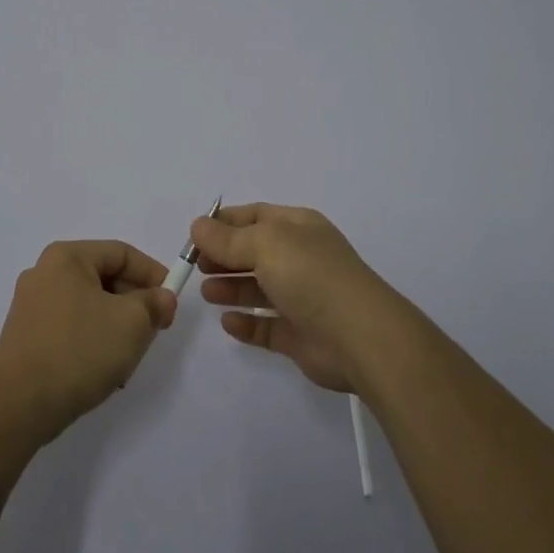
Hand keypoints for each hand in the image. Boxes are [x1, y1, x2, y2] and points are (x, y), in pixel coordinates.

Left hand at [0, 240, 176, 441]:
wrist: (18, 407)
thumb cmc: (79, 351)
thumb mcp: (131, 323)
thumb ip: (154, 304)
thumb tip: (162, 298)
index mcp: (66, 257)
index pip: (122, 253)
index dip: (153, 274)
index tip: (171, 303)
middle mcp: (44, 273)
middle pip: (105, 278)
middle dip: (135, 304)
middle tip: (154, 330)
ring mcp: (31, 305)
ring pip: (90, 306)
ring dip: (116, 326)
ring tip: (129, 357)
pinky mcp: (26, 336)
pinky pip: (71, 326)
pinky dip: (93, 340)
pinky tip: (103, 370)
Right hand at [194, 203, 410, 394]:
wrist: (359, 336)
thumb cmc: (311, 276)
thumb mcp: (265, 244)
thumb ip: (228, 238)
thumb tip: (197, 225)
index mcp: (298, 227)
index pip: (256, 216)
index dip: (225, 223)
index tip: (194, 236)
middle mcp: (301, 258)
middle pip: (254, 252)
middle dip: (224, 256)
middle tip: (196, 267)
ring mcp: (302, 297)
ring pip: (259, 289)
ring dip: (231, 288)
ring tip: (207, 293)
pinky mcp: (300, 335)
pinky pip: (266, 327)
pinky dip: (246, 324)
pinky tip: (228, 323)